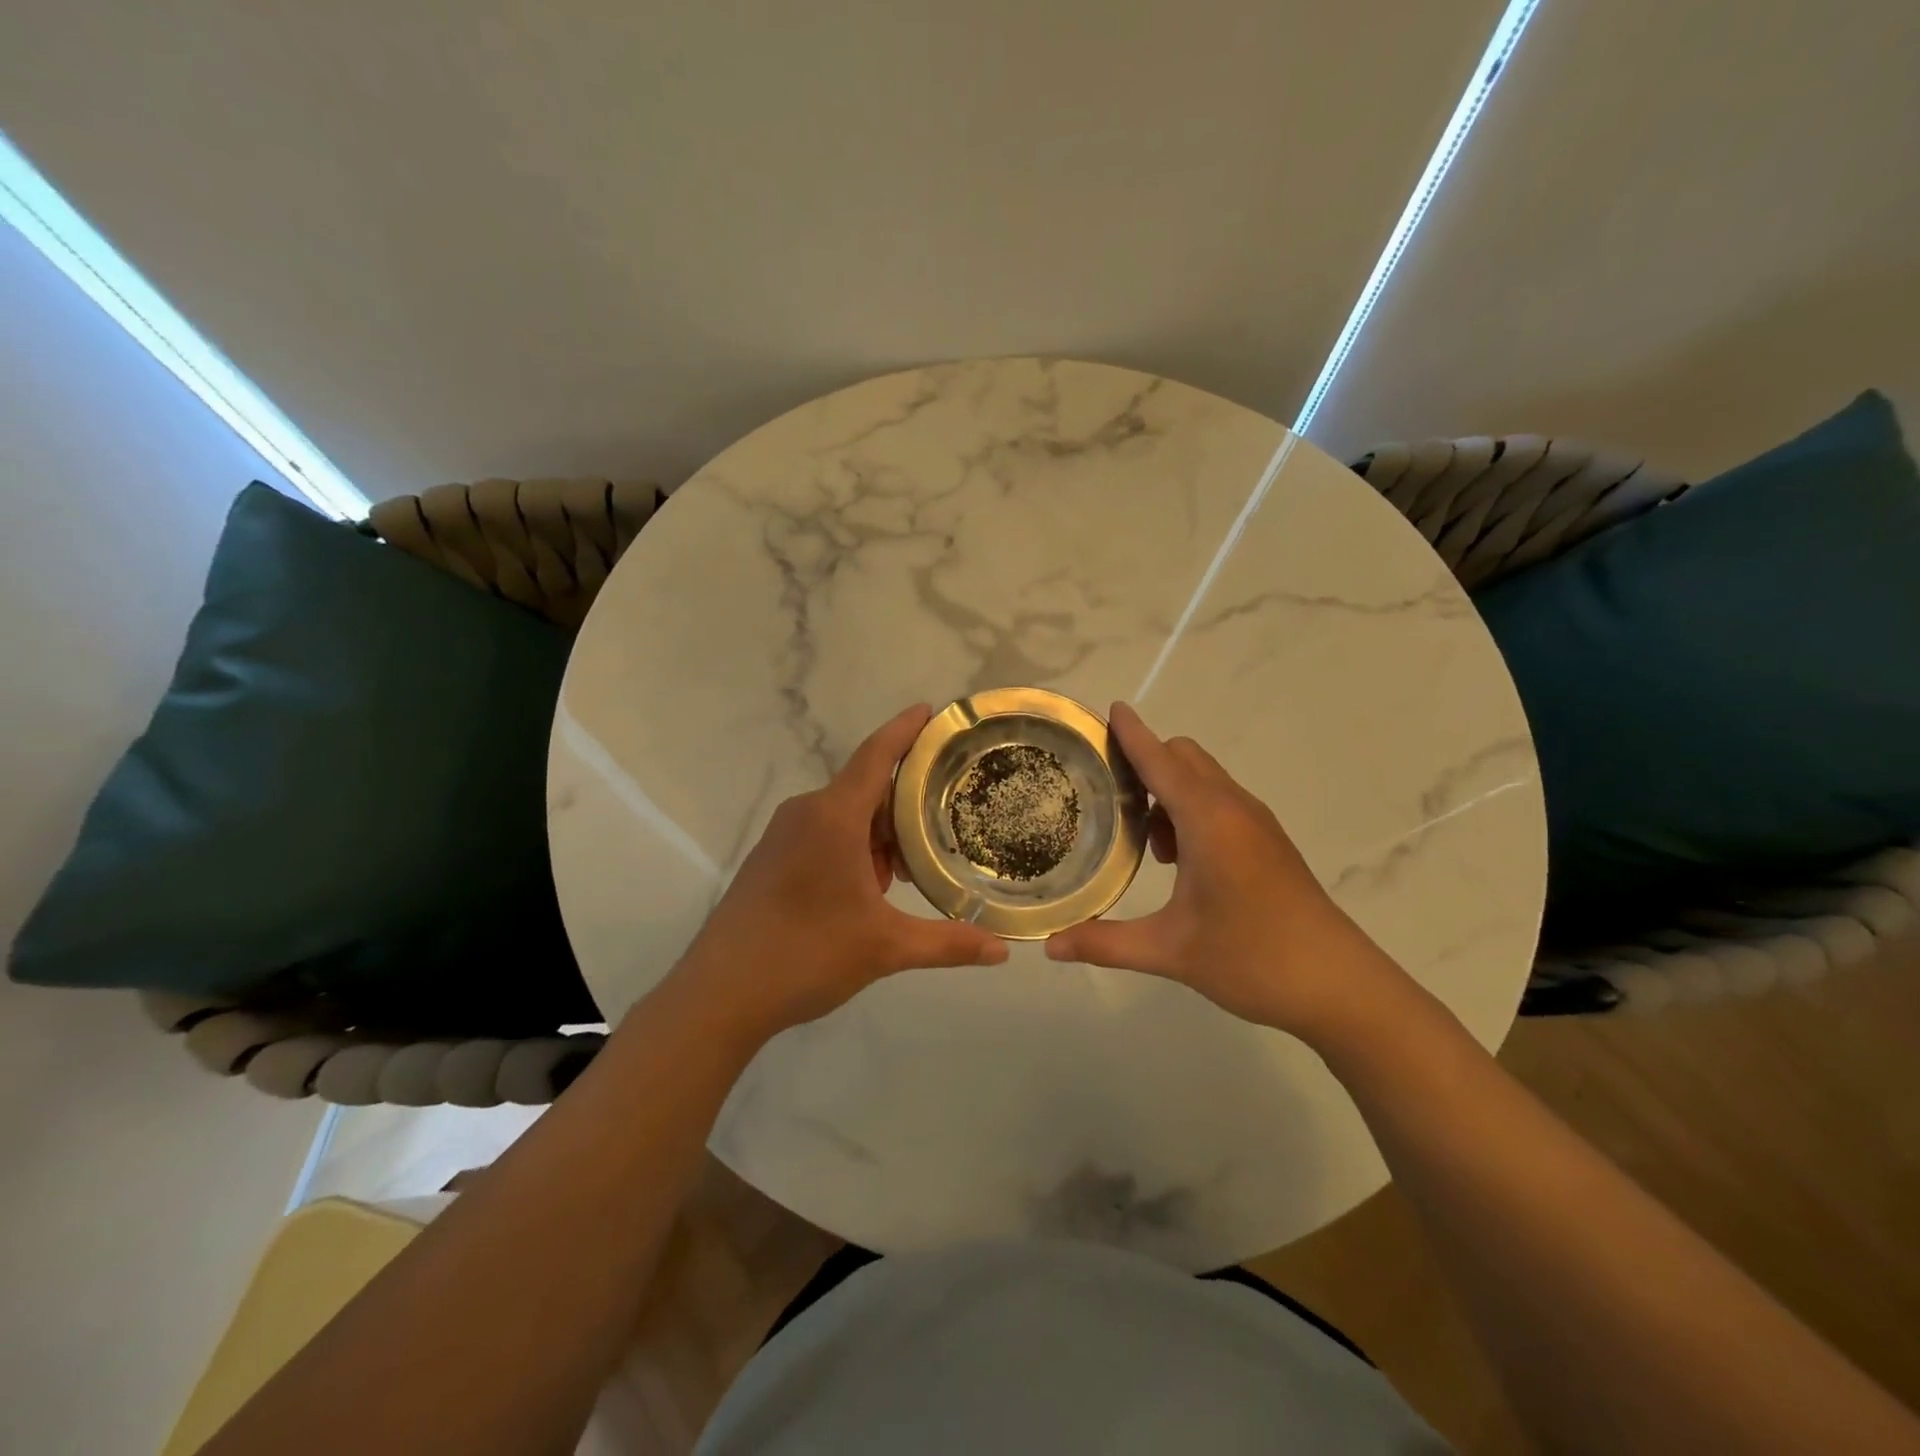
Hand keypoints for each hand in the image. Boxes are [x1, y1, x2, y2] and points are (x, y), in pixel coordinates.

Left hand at [669, 704, 1008, 1042]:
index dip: (905, 730)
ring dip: (878, 835)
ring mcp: (782, 835)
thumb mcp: (885, 947)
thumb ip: (947, 943)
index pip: (877, 756)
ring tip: (909, 872)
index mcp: (834, 817)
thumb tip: (1002, 951)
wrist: (720, 994)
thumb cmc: (806, 955)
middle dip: (904, 807)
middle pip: (866, 789)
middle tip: (944, 827)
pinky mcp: (770, 858)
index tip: (930, 709)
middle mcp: (806, 813)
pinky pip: (822, 834)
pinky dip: (853, 848)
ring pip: (845, 816)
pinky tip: (868, 889)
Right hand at [1045, 702, 1404, 1041]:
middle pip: (1184, 757)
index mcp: (1208, 820)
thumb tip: (1048, 945)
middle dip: (1146, 762)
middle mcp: (1233, 808)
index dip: (1132, 734)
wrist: (1340, 987)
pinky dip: (1192, 810)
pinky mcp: (1269, 842)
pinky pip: (1221, 802)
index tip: (1109, 709)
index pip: (1160, 761)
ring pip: (1204, 780)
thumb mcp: (1170, 951)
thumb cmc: (1253, 958)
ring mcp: (1257, 823)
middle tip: (1108, 795)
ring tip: (1143, 840)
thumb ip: (1104, 943)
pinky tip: (1180, 861)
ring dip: (1169, 790)